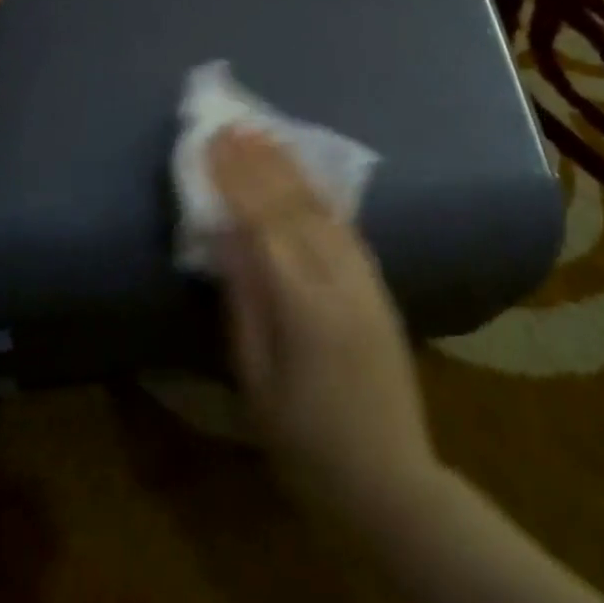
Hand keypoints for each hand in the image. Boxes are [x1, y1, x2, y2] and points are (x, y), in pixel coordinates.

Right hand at [209, 127, 439, 522]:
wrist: (389, 479)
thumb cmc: (304, 441)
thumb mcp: (256, 378)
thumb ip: (242, 299)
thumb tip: (221, 233)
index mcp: (303, 304)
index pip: (263, 222)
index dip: (236, 179)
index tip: (213, 141)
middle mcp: (339, 279)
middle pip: (294, 205)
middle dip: (261, 161)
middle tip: (235, 123)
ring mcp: (365, 280)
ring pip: (324, 207)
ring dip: (292, 167)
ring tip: (266, 134)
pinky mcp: (378, 286)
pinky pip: (346, 225)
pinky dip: (321, 192)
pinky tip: (306, 174)